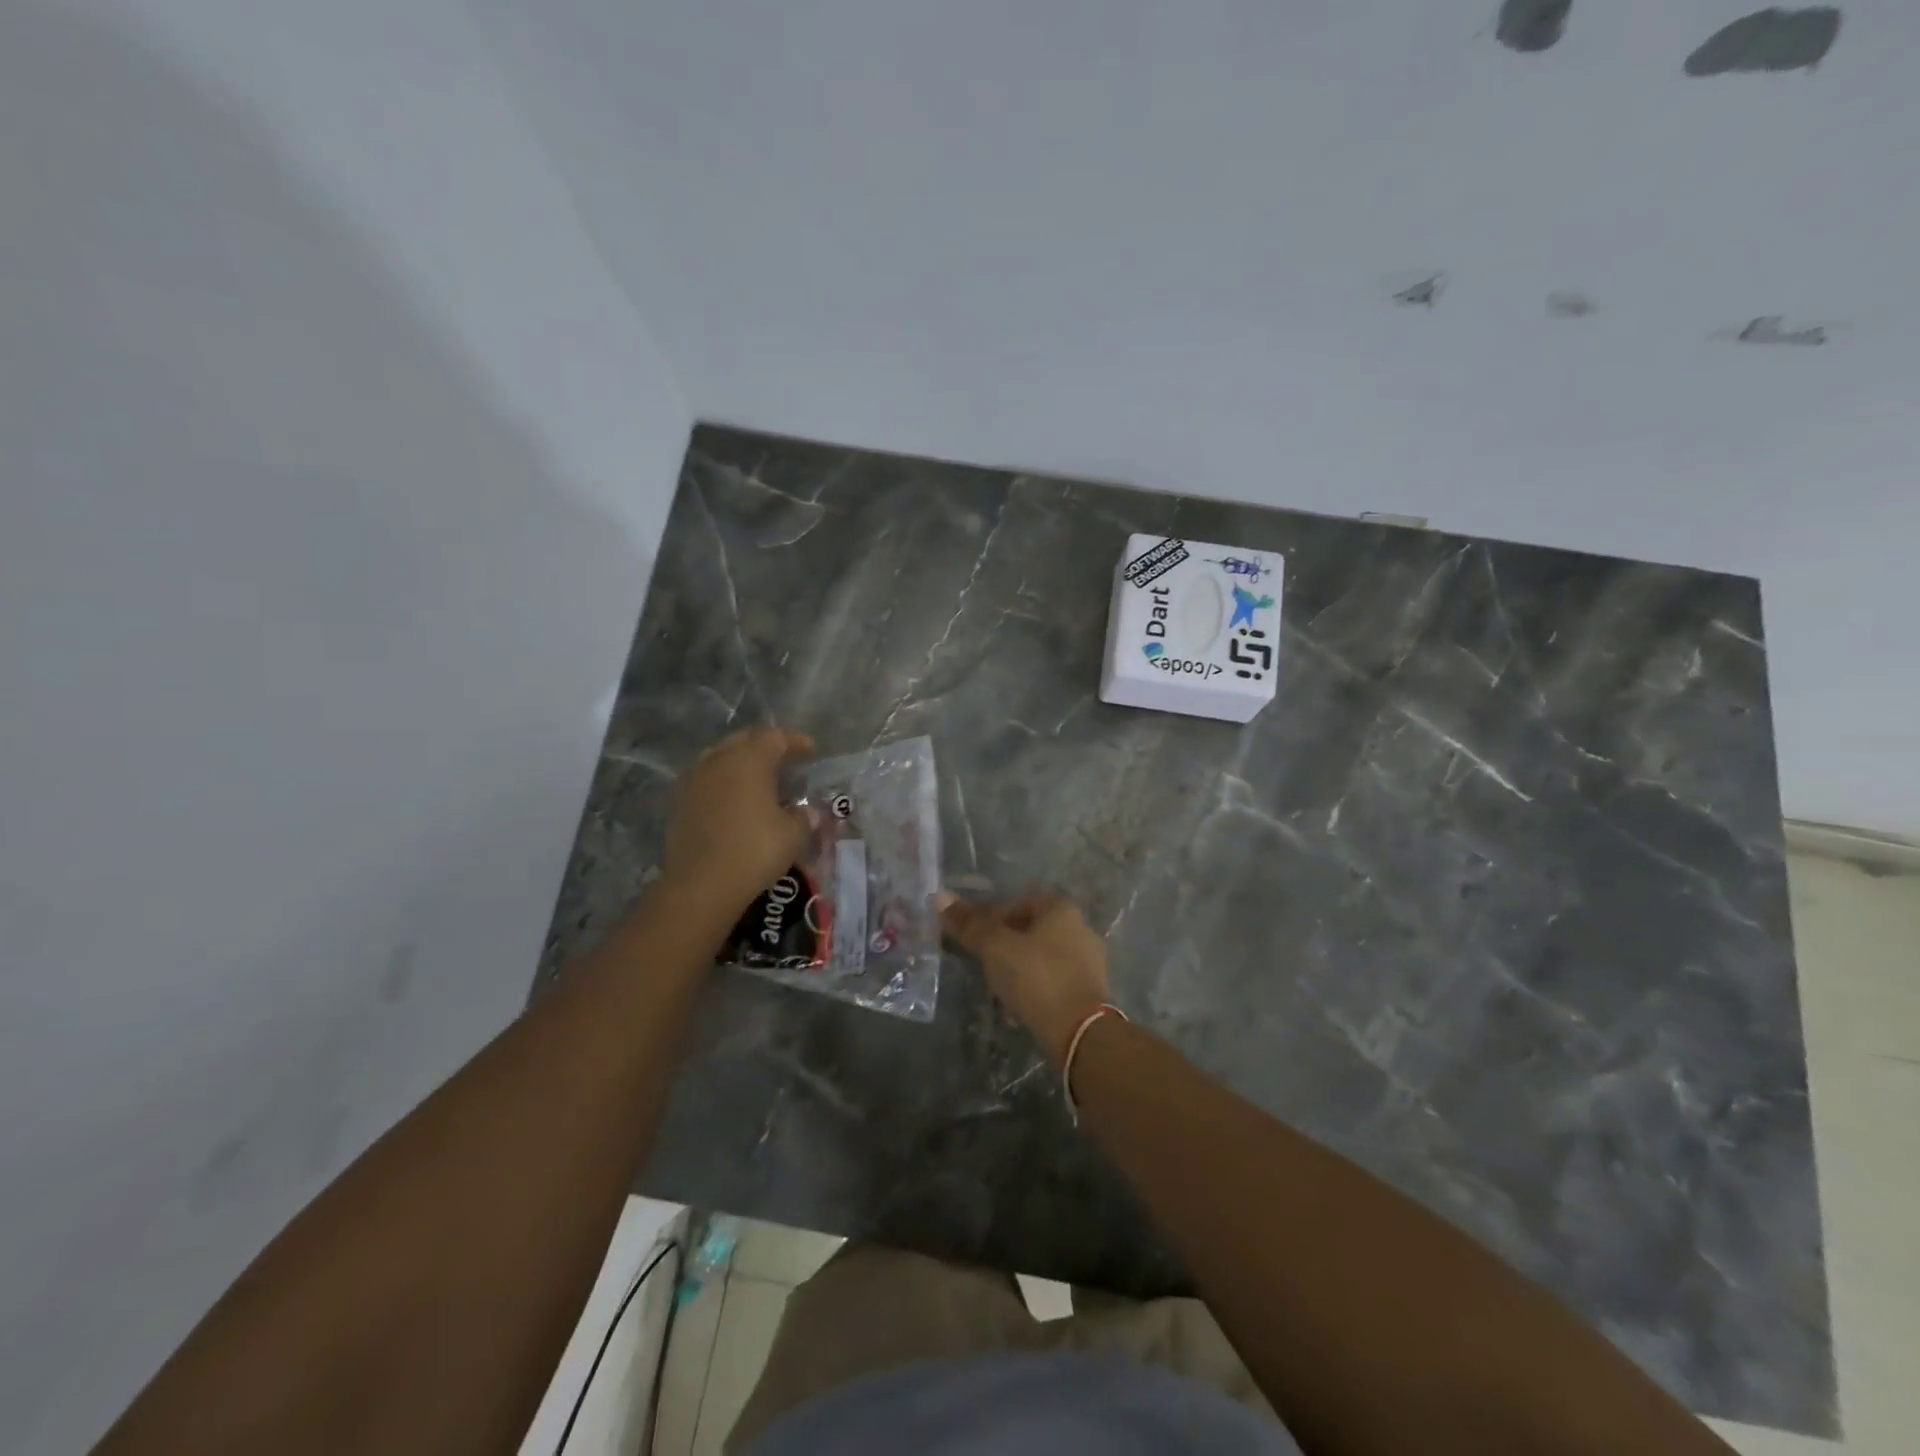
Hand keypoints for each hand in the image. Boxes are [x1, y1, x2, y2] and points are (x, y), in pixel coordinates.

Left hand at [662, 726, 812, 915]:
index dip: (796, 742)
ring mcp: (694, 780)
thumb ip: (803, 816)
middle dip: (766, 746)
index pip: (775, 738)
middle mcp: (719, 760)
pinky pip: (705, 778)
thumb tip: (805, 812)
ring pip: (720, 757)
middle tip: (784, 761)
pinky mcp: (679, 802)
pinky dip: (722, 781)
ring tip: (757, 778)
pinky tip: (732, 799)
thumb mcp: (793, 834)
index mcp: (749, 759)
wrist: (701, 886)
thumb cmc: (755, 851)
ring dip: (740, 762)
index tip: (811, 751)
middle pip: (744, 740)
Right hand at [939, 893, 1109, 1064]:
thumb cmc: (1036, 978)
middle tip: (984, 964)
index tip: (975, 940)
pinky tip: (1021, 1005)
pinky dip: (1037, 987)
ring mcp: (1090, 960)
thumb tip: (940, 895)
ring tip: (999, 988)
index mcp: (1061, 908)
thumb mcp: (995, 948)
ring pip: (1043, 956)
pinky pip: (1055, 980)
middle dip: (1006, 944)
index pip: (1017, 903)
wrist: (1080, 1032)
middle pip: (1031, 929)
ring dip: (1020, 967)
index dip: (991, 918)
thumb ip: (969, 924)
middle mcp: (1080, 927)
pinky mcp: (1091, 990)